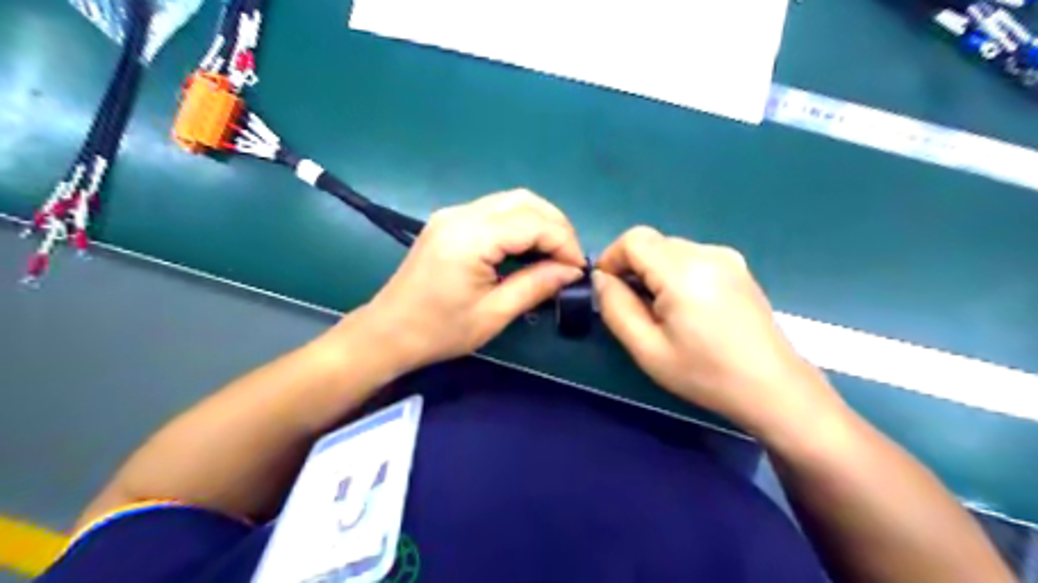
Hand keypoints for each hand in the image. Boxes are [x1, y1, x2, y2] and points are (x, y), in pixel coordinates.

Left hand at [348, 189, 586, 372]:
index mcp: (470, 238)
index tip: (577, 269)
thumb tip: (571, 271)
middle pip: (524, 200)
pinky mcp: (448, 221)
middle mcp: (461, 214)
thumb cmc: (439, 331)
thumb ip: (535, 285)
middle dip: (556, 226)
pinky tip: (527, 248)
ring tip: (554, 253)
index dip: (563, 242)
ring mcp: (452, 214)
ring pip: (511, 200)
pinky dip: (519, 224)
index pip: (532, 222)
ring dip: (539, 222)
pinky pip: (494, 211)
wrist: (387, 332)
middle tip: (569, 258)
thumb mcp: (493, 314)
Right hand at [592, 227, 842, 436]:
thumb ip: (615, 307)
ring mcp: (727, 258)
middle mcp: (707, 253)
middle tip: (632, 307)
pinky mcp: (738, 267)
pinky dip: (675, 273)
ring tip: (660, 311)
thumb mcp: (647, 349)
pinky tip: (686, 307)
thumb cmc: (705, 374)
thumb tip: (602, 279)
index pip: (634, 239)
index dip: (611, 258)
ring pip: (671, 249)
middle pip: (653, 242)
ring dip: (654, 271)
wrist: (772, 387)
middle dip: (632, 267)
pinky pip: (692, 257)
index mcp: (684, 271)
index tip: (607, 290)